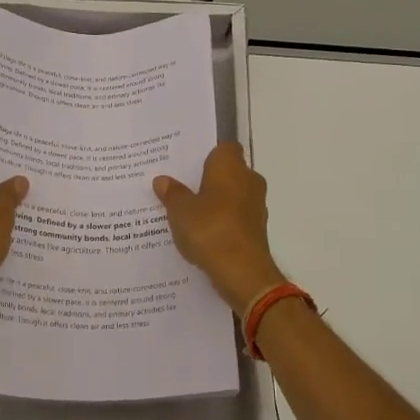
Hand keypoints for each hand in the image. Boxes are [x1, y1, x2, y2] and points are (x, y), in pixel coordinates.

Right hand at [153, 143, 287, 310]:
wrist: (242, 271)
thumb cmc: (210, 229)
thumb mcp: (180, 211)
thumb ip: (172, 193)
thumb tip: (162, 180)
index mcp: (230, 166)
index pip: (224, 147)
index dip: (207, 153)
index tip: (188, 164)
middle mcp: (249, 180)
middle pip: (228, 171)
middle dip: (208, 179)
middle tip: (181, 187)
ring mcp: (256, 205)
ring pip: (233, 195)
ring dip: (216, 202)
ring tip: (188, 212)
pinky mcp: (257, 229)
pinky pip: (236, 217)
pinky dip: (222, 221)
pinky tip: (202, 233)